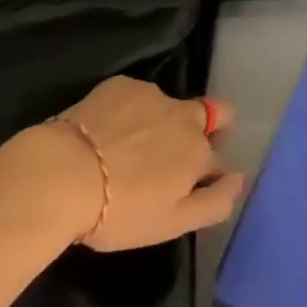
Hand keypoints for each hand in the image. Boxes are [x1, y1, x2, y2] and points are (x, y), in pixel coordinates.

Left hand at [48, 76, 243, 251]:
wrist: (66, 174)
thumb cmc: (121, 211)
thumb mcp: (172, 223)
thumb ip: (214, 201)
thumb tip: (241, 179)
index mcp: (197, 150)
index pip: (219, 154)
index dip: (208, 169)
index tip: (189, 183)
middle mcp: (182, 114)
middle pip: (207, 114)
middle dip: (197, 132)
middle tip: (165, 160)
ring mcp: (151, 94)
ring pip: (167, 107)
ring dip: (158, 124)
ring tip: (126, 152)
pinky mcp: (122, 84)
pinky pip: (136, 97)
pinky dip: (129, 113)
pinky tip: (105, 134)